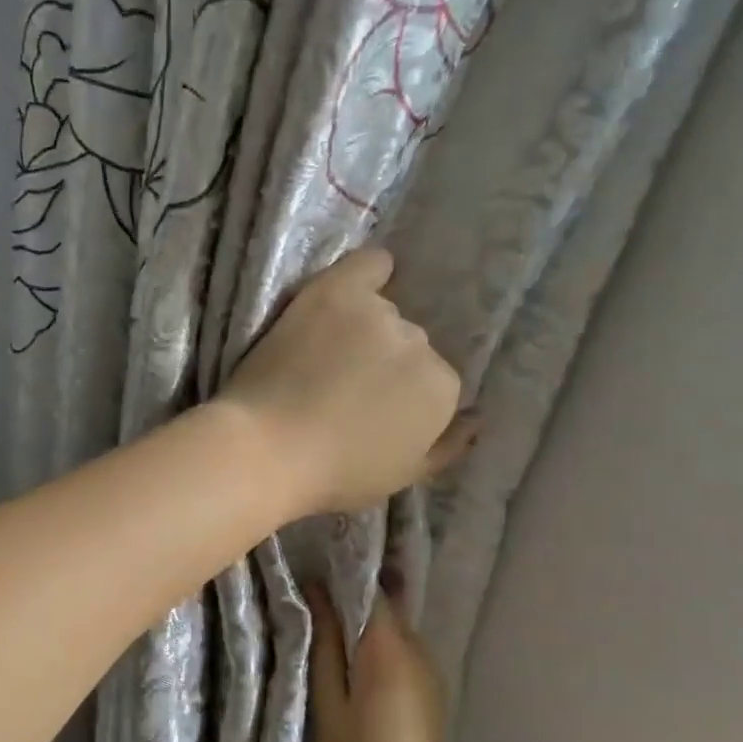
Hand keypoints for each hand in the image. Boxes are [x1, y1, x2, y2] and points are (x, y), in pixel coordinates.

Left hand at [221, 249, 467, 516]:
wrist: (266, 450)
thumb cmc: (333, 475)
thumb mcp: (403, 477)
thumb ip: (447, 446)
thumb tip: (477, 418)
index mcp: (443, 389)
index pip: (432, 381)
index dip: (399, 397)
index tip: (369, 410)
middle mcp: (421, 343)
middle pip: (408, 345)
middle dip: (383, 363)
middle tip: (341, 385)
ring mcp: (378, 313)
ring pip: (382, 313)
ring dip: (363, 330)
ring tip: (324, 356)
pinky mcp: (335, 292)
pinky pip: (368, 265)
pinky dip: (370, 271)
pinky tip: (359, 286)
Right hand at [309, 584, 457, 741]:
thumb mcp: (328, 702)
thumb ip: (325, 644)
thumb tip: (315, 591)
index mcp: (389, 647)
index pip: (371, 589)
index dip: (343, 576)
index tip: (311, 573)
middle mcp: (417, 651)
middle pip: (384, 608)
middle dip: (350, 600)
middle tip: (309, 604)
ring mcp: (429, 673)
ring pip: (391, 632)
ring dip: (362, 628)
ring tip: (325, 635)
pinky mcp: (430, 694)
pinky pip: (400, 655)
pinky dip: (376, 650)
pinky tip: (352, 668)